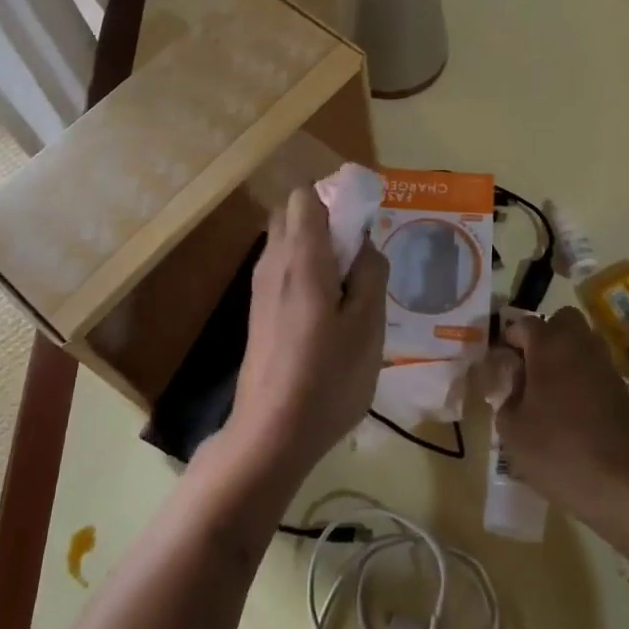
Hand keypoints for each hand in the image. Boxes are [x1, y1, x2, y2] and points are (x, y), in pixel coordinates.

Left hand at [228, 185, 386, 479]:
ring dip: (317, 245)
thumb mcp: (368, 325)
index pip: (305, 195)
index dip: (336, 195)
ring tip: (351, 281)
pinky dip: (305, 268)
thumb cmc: (328, 377)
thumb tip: (365, 245)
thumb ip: (371, 273)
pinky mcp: (258, 312)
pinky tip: (330, 307)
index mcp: (301, 258)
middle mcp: (273, 263)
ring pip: (286, 241)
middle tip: (361, 250)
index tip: (364, 218)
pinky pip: (282, 268)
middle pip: (292, 213)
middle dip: (326, 216)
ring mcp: (260, 288)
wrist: (272, 432)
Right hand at [499, 307, 628, 517]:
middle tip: (528, 367)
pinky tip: (569, 408)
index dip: (508, 340)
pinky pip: (594, 368)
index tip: (499, 363)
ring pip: (582, 342)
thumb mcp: (511, 427)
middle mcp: (580, 345)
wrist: (620, 484)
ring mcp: (605, 366)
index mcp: (549, 345)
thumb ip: (507, 395)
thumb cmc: (556, 449)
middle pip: (562, 320)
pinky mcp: (621, 389)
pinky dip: (581, 377)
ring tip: (547, 389)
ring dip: (564, 355)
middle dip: (544, 335)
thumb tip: (516, 383)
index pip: (523, 324)